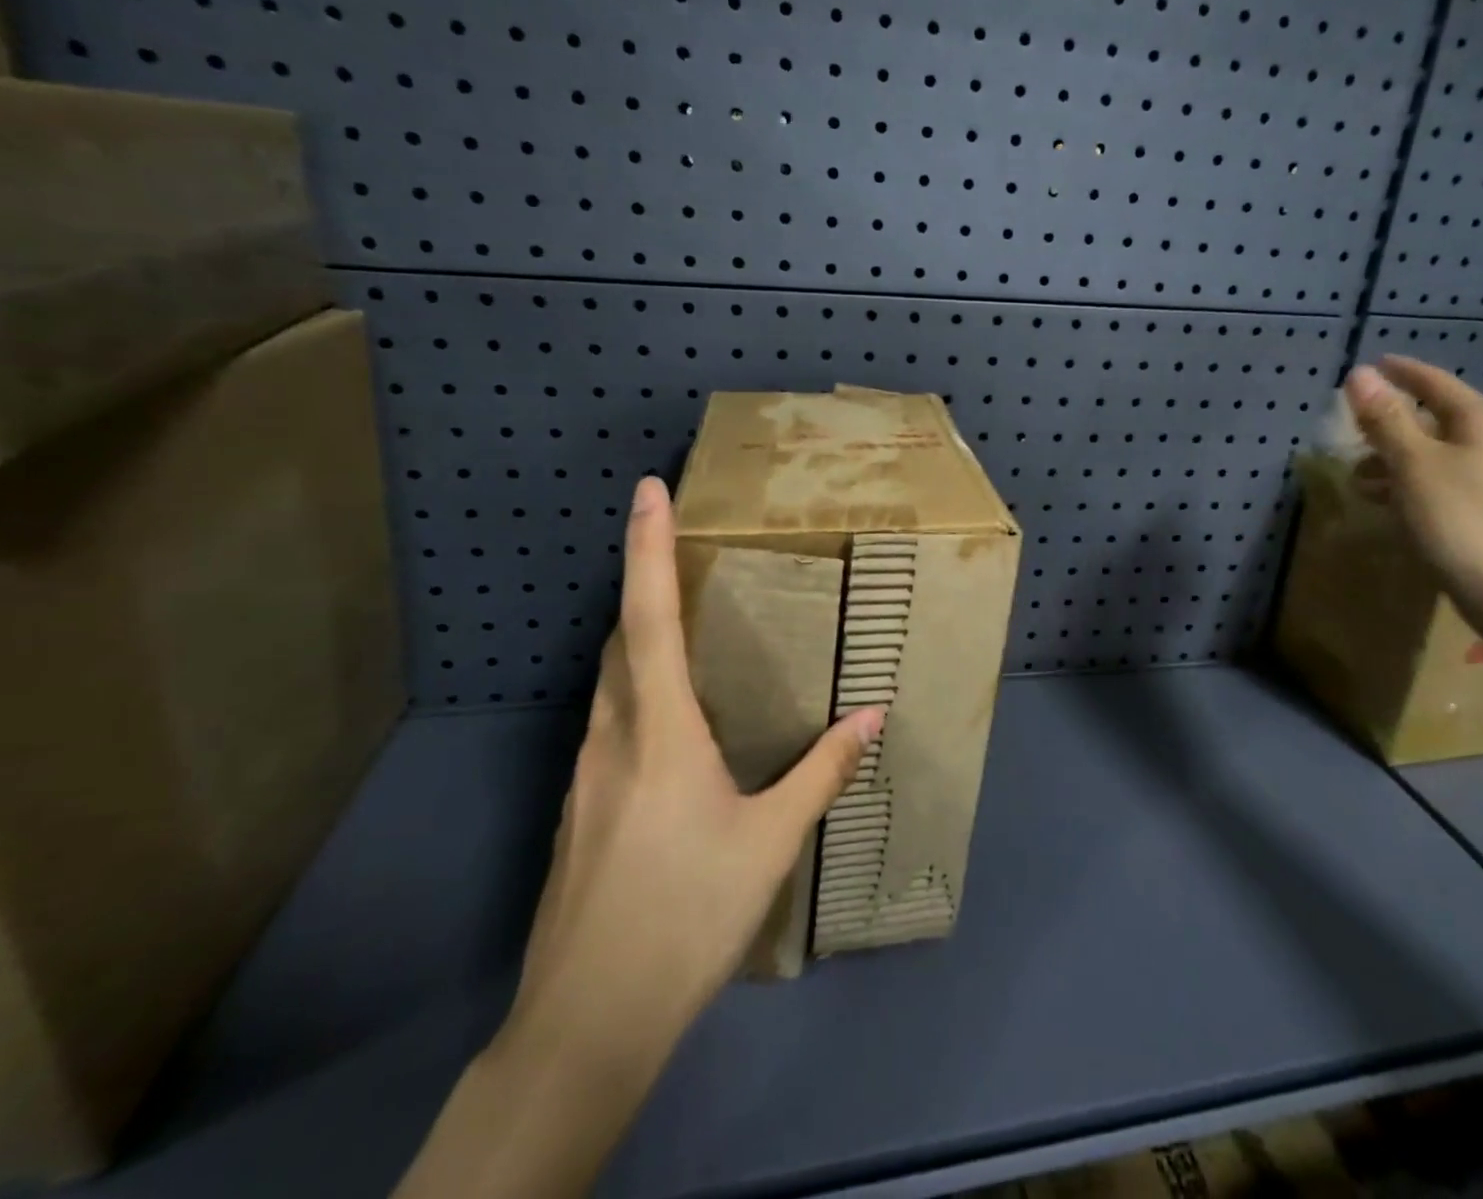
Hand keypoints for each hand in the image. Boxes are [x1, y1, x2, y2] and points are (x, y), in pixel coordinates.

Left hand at [497, 475, 882, 1088]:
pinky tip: (667, 724)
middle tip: (681, 555)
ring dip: (638, 640)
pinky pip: (607, 722)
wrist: (587, 1022)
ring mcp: (586, 774)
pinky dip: (634, 693)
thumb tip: (874, 715)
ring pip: (609, 682)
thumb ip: (822, 771)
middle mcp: (612, 736)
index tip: (648, 489)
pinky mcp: (579, 808)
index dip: (648, 546)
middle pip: (621, 639)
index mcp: (659, 729)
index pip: (650, 615)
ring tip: (683, 628)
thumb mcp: (771, 840)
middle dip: (645, 586)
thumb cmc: (686, 914)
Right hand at [1343, 356, 1482, 637]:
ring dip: (1391, 457)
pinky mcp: (1482, 509)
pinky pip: (1435, 481)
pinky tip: (1381, 501)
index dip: (1399, 372)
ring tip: (1355, 473)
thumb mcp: (1413, 465)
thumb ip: (1386, 419)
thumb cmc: (1461, 520)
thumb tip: (1359, 375)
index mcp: (1480, 421)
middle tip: (1349, 425)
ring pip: (1430, 452)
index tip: (1368, 365)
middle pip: (1432, 417)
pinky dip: (1405, 483)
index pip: (1433, 382)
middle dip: (1388, 421)